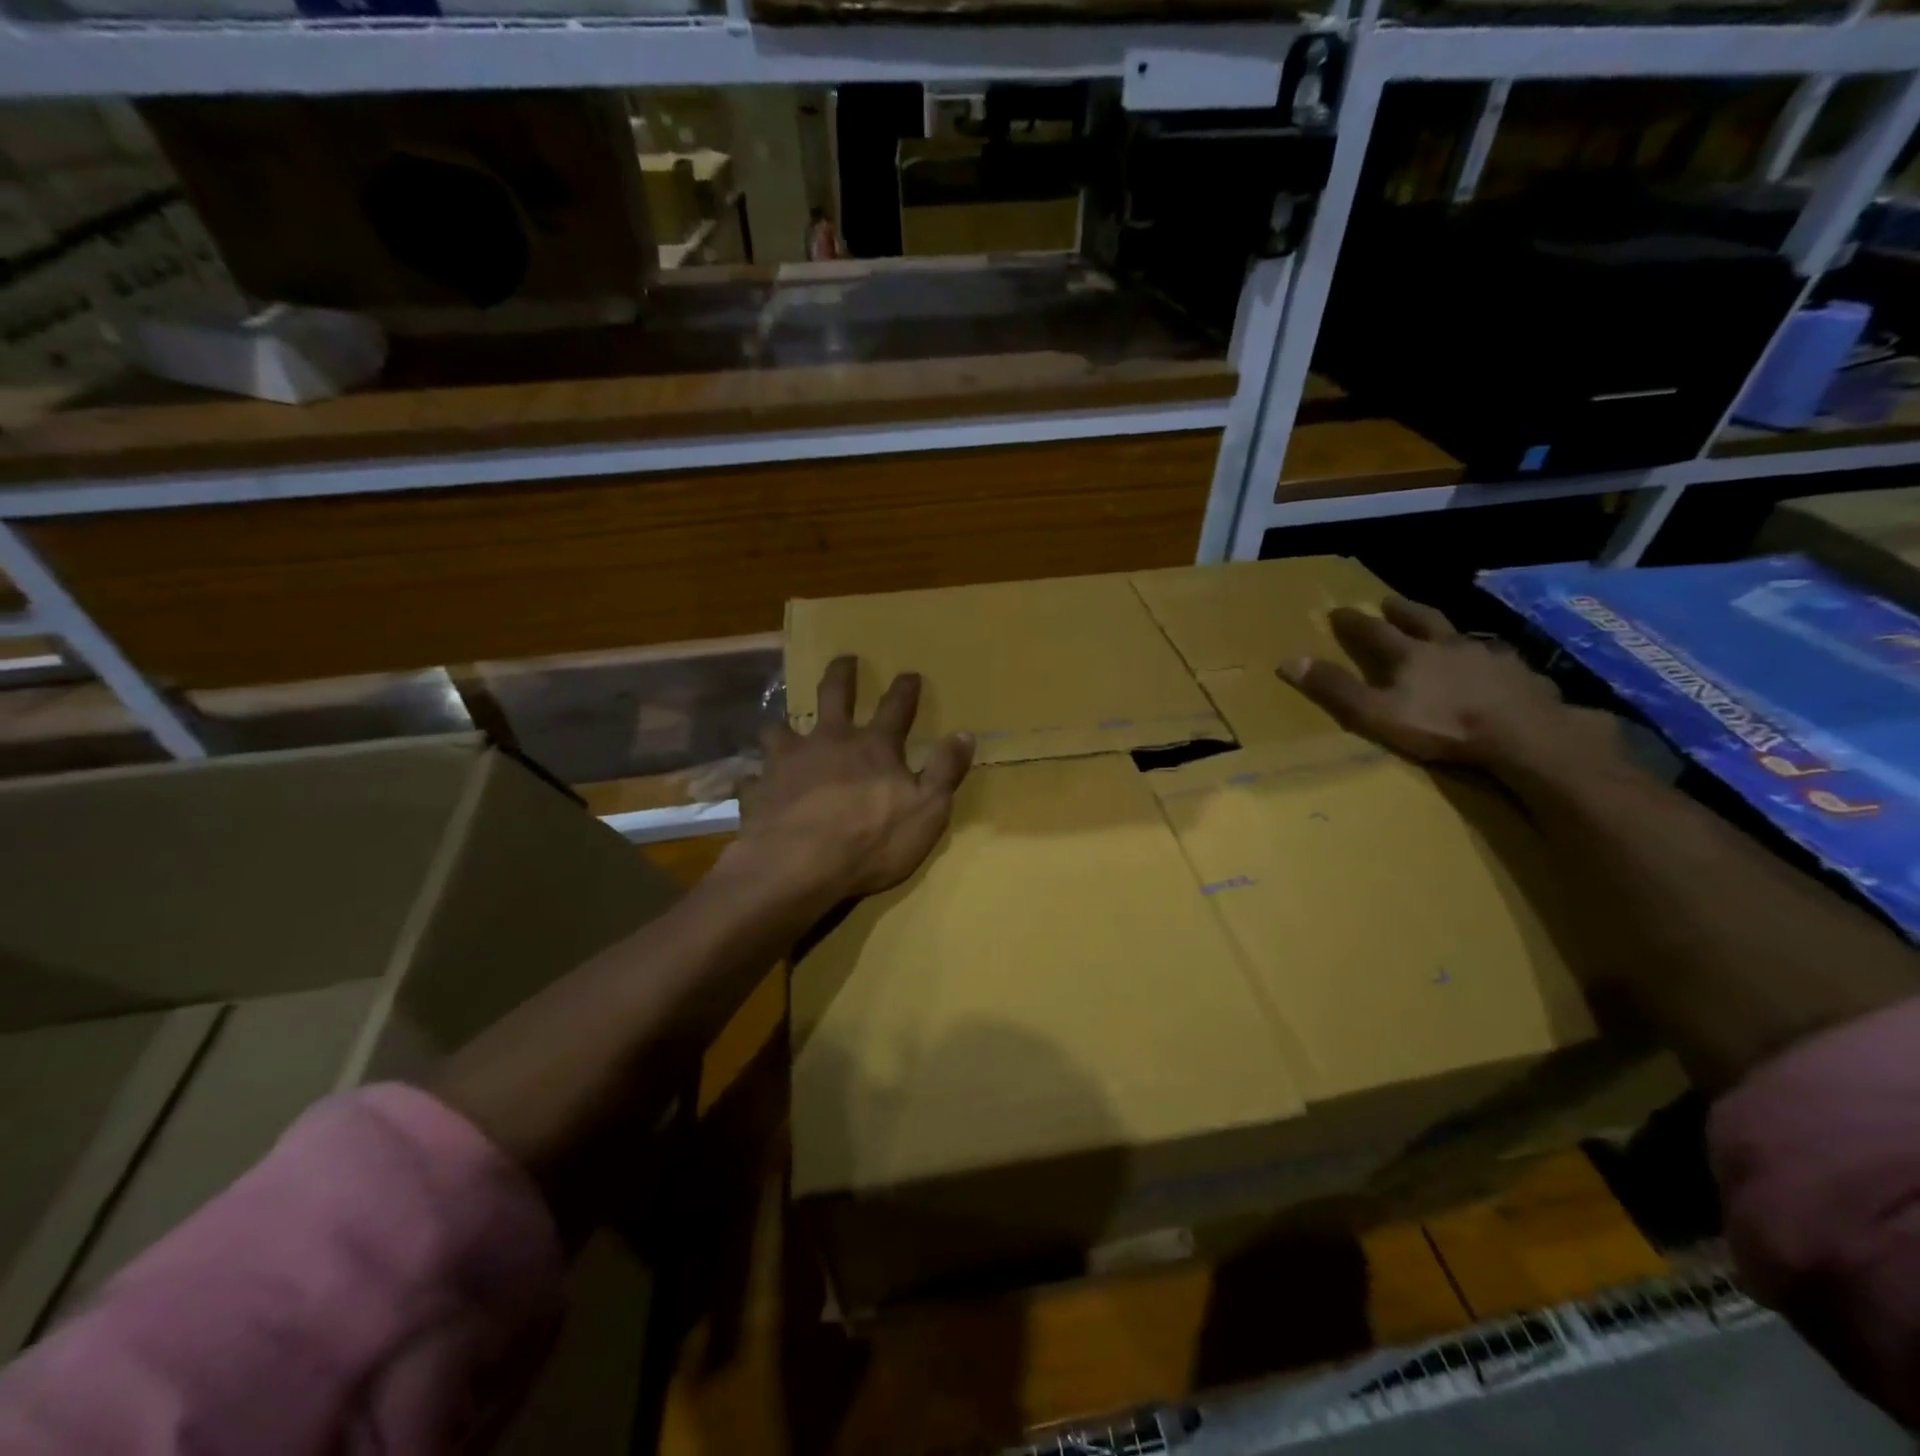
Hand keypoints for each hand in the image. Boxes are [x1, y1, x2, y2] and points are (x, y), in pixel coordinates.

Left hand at [731, 656, 973, 902]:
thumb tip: (965, 734)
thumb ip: (945, 771)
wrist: (796, 866)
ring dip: (784, 726)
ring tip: (781, 726)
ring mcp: (788, 762)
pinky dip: (753, 780)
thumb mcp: (927, 810)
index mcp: (873, 747)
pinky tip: (751, 786)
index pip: (896, 708)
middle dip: (842, 675)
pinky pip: (751, 778)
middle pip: (834, 696)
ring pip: (781, 730)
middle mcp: (829, 742)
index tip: (910, 674)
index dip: (905, 690)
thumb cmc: (870, 841)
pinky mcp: (758, 789)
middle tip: (845, 659)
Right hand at [1280, 595, 1621, 769]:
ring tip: (1445, 633)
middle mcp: (1448, 646)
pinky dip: (1489, 658)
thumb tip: (1289, 662)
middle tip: (1390, 601)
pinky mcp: (1520, 674)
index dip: (1354, 622)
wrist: (1523, 732)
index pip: (1374, 632)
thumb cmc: (1442, 724)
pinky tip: (1493, 665)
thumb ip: (1336, 689)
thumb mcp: (1376, 713)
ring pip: (1462, 636)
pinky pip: (1500, 659)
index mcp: (1410, 655)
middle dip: (1403, 610)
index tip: (1338, 610)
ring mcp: (1488, 656)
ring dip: (1448, 631)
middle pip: (1422, 620)